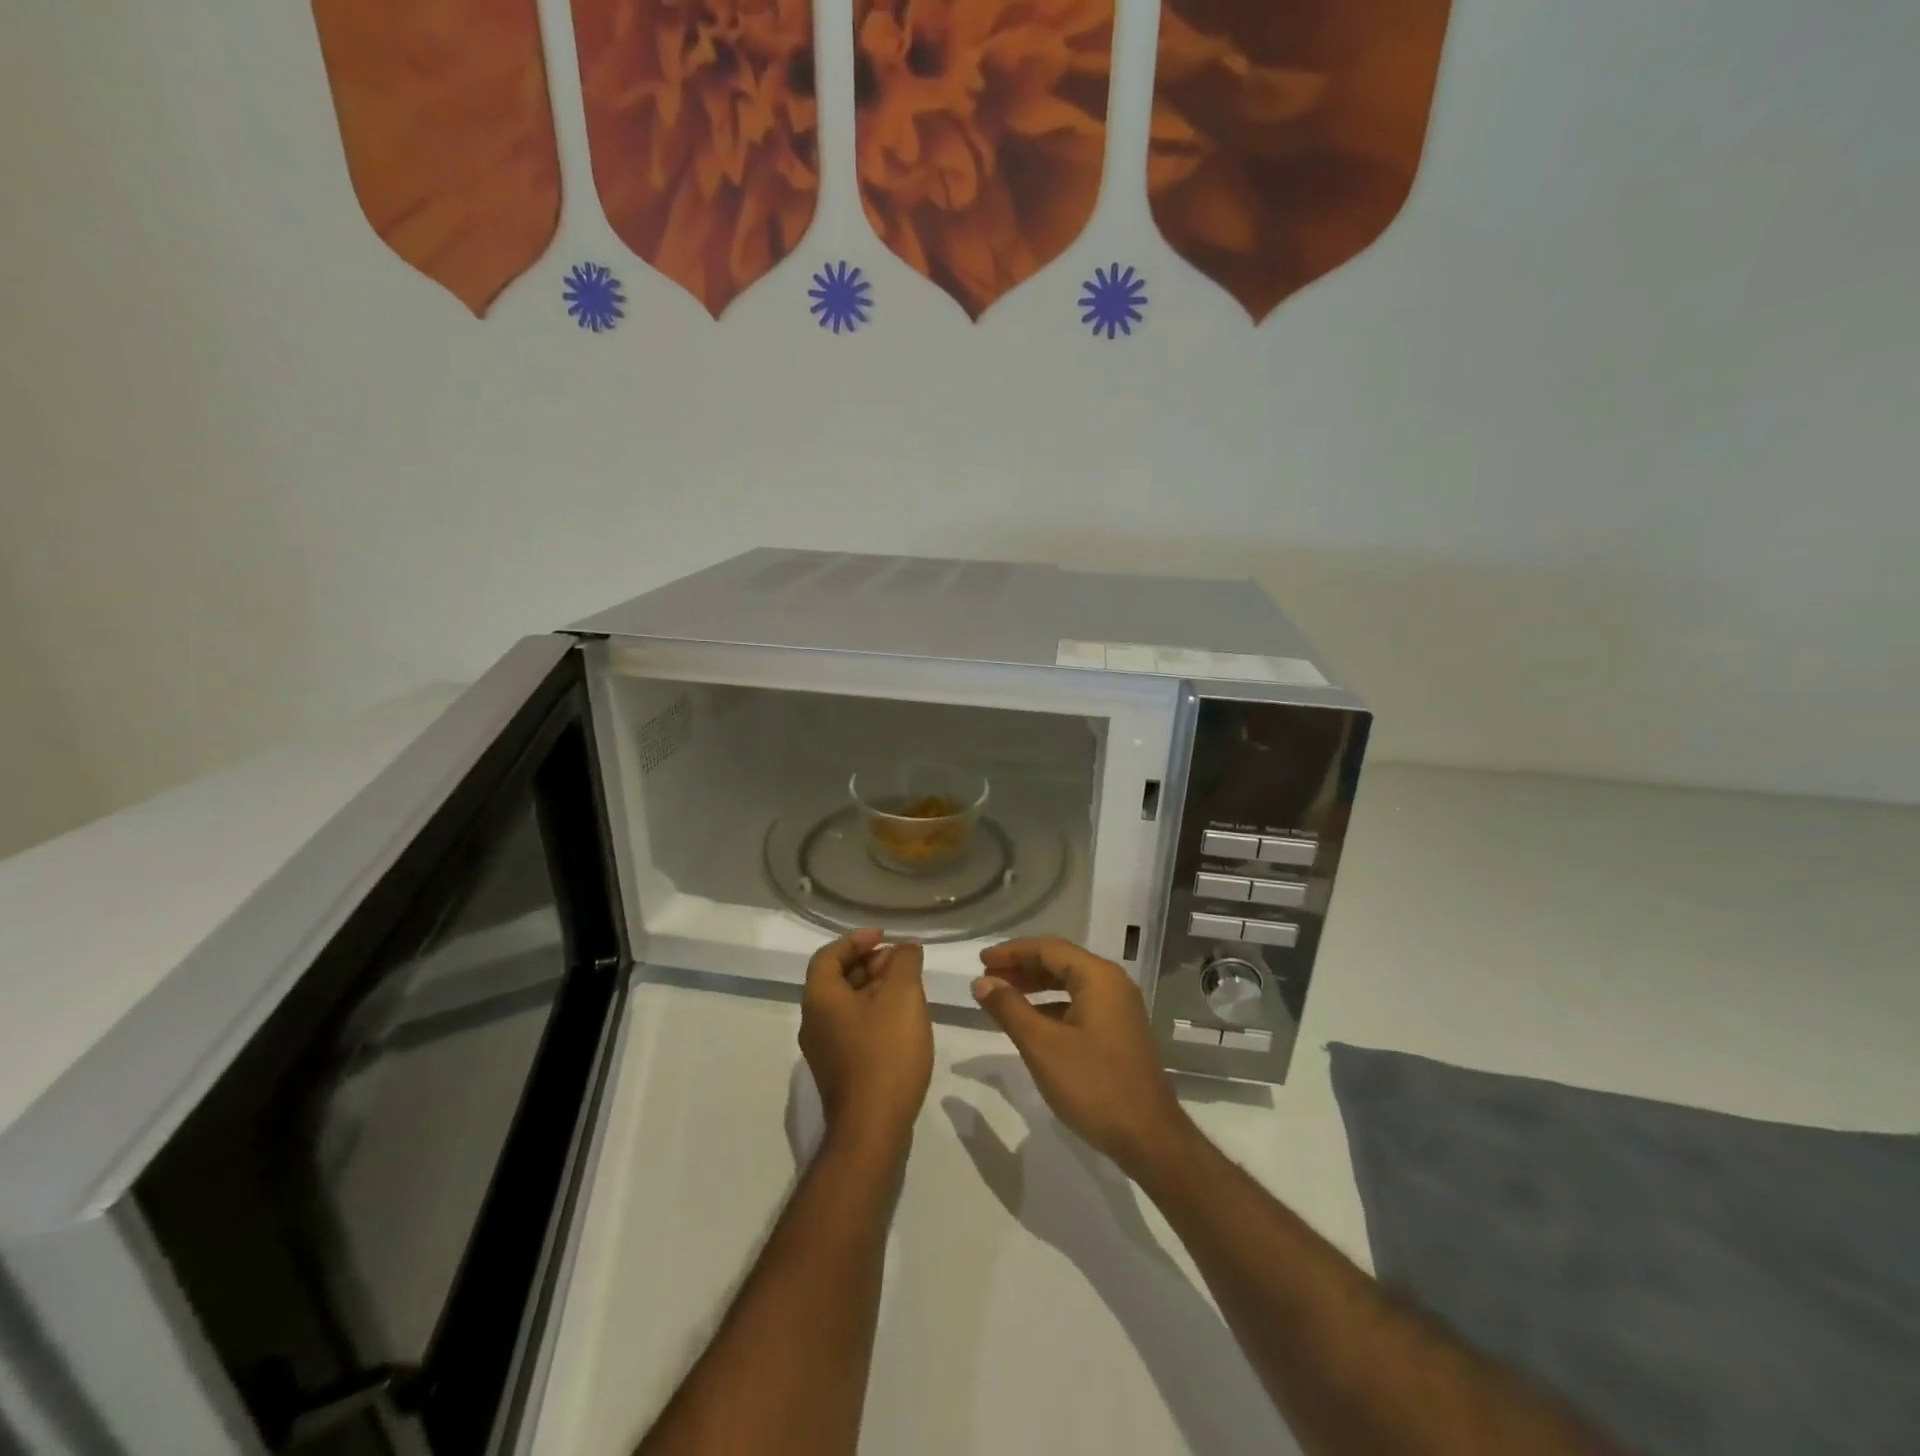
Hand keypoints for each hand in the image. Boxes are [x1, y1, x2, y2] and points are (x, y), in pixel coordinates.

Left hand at [799, 929, 933, 1156]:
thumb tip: (905, 948)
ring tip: (908, 987)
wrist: (872, 1128)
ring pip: (847, 1004)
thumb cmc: (885, 1052)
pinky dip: (873, 1013)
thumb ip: (904, 963)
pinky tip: (901, 1021)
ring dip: (874, 988)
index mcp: (820, 998)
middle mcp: (814, 1021)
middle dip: (869, 963)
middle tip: (901, 961)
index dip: (856, 940)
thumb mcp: (902, 996)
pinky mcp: (838, 1070)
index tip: (885, 937)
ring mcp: (824, 1049)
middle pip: (837, 978)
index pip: (829, 955)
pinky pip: (852, 1027)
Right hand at [971, 937, 1190, 1178]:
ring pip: (1069, 984)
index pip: (1048, 948)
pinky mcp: (1119, 1031)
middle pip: (1060, 962)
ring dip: (1035, 987)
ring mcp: (1119, 1008)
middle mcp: (1112, 984)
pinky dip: (1051, 1006)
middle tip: (987, 978)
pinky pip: (1079, 1004)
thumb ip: (1009, 1008)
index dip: (1012, 952)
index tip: (981, 961)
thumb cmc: (1093, 1085)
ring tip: (1002, 996)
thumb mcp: (1042, 1046)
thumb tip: (981, 982)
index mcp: (1098, 977)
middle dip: (1022, 967)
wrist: (1149, 1138)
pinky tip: (1030, 1022)